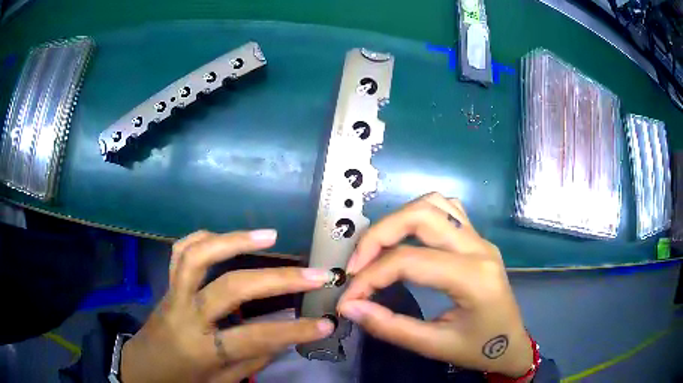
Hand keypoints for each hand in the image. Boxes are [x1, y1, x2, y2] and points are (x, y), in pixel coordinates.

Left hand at [121, 229, 334, 382]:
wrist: (142, 368)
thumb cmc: (183, 381)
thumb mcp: (222, 381)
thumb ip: (252, 358)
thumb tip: (285, 335)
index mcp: (202, 350)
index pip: (256, 337)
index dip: (295, 331)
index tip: (327, 322)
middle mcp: (186, 316)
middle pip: (231, 288)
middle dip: (278, 279)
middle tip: (314, 274)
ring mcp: (173, 294)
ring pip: (198, 256)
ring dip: (235, 240)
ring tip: (270, 236)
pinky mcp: (167, 284)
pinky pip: (180, 251)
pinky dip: (204, 237)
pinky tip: (226, 237)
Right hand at [337, 193, 532, 377]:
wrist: (512, 345)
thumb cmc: (479, 350)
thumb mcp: (434, 346)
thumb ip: (390, 327)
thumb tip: (349, 307)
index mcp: (473, 277)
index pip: (409, 262)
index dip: (369, 278)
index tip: (348, 298)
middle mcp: (479, 247)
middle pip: (421, 216)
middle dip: (379, 236)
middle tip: (356, 265)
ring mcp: (481, 239)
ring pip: (434, 204)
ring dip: (399, 220)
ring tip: (377, 250)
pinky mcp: (478, 240)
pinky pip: (447, 210)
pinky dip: (420, 216)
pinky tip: (408, 238)